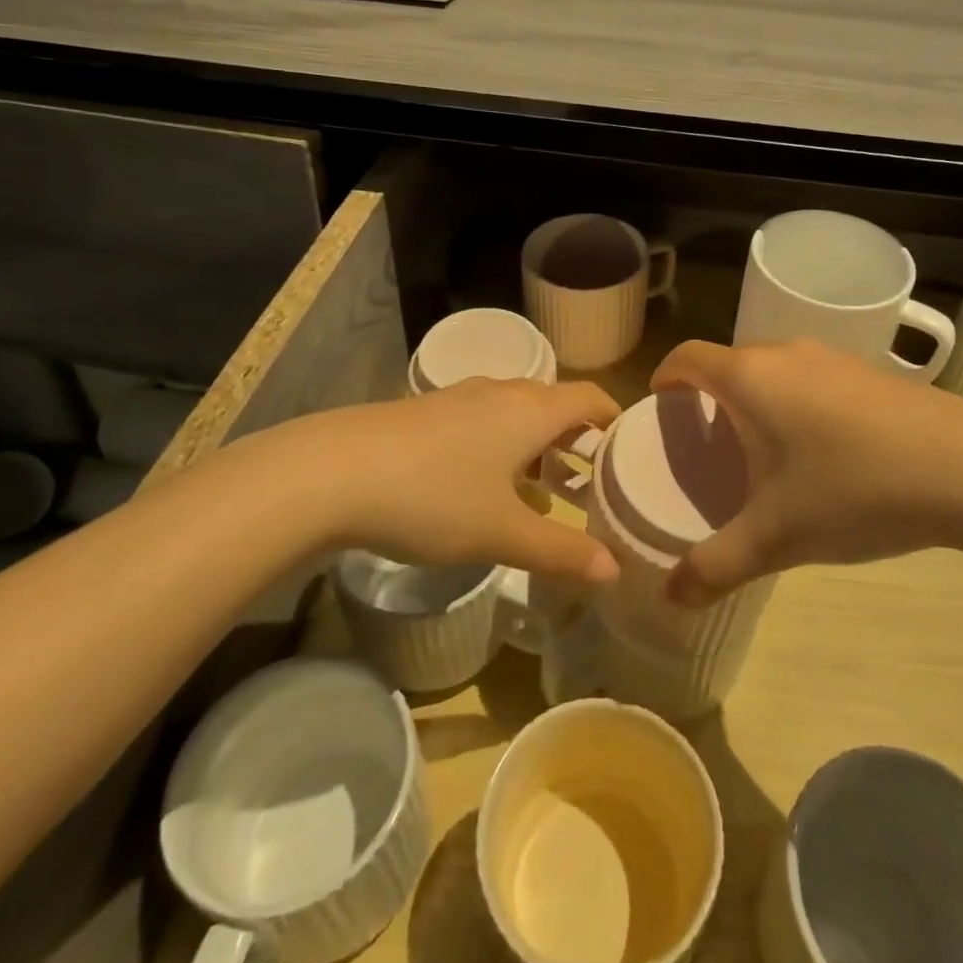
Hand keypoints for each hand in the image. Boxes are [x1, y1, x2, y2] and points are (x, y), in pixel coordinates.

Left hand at [234, 378, 621, 585]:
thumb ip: (561, 550)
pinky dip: (501, 447)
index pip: (591, 398)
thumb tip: (613, 570)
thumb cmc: (433, 497)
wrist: (333, 472)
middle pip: (555, 405)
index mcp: (531, 409)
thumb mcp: (502, 532)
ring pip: (516, 415)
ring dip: (536, 447)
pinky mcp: (426, 412)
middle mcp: (501, 392)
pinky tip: (483, 489)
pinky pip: (483, 422)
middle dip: (577, 441)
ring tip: (544, 493)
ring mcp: (459, 398)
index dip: (615, 420)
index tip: (629, 454)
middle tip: (592, 485)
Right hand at [651, 339, 962, 604]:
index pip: (687, 356)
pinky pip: (813, 379)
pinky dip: (797, 403)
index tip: (660, 408)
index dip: (666, 377)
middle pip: (730, 363)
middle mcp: (786, 354)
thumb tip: (670, 598)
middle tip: (708, 443)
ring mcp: (834, 358)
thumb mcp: (776, 537)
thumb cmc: (852, 489)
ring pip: (775, 370)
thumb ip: (716, 566)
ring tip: (762, 450)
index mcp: (749, 377)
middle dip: (710, 396)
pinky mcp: (871, 373)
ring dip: (758, 399)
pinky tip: (822, 452)